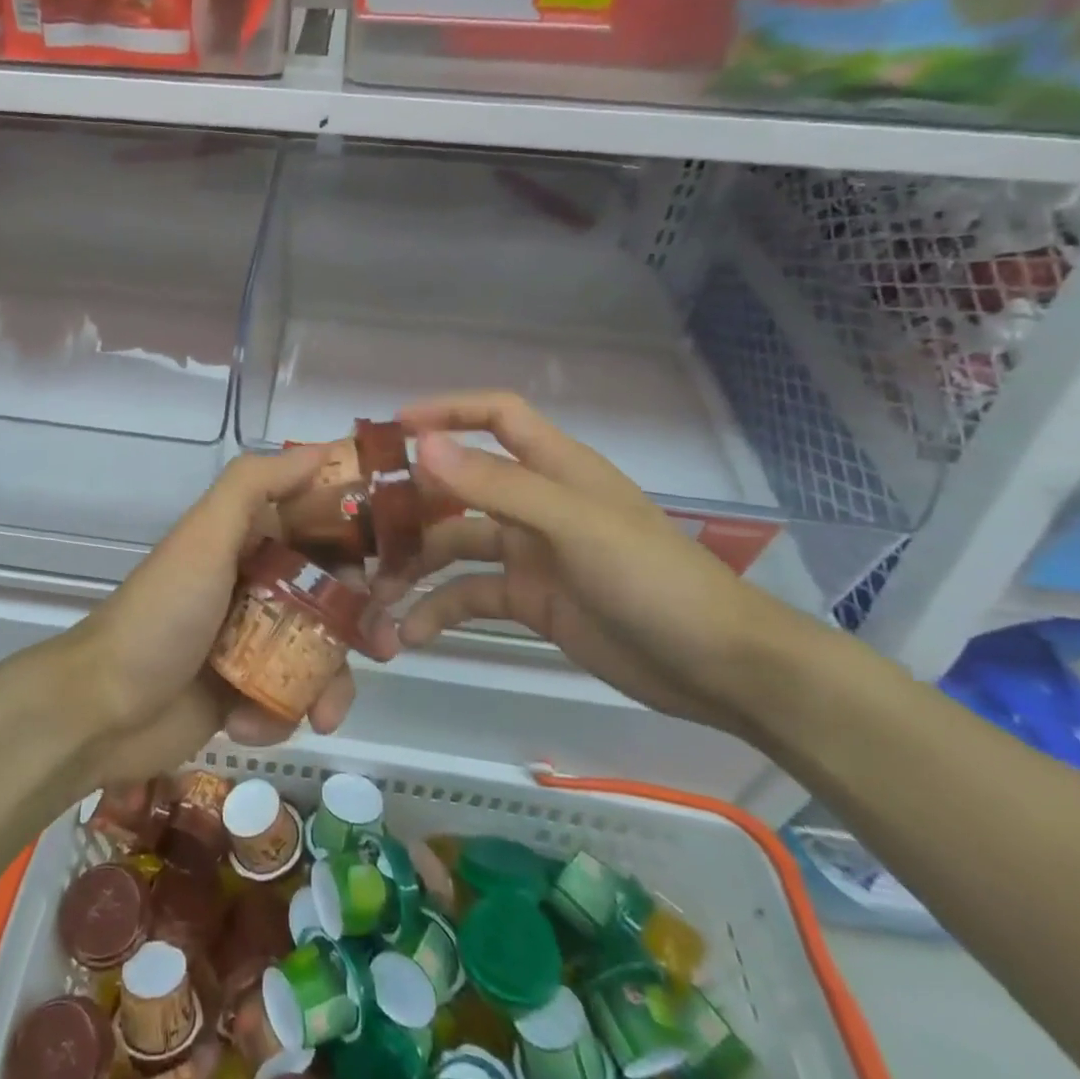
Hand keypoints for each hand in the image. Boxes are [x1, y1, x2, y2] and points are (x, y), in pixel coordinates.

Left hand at [69, 445, 358, 784]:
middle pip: (330, 592)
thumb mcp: (204, 537)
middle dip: (360, 618)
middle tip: (385, 642)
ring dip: (331, 682)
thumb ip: (254, 485)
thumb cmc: (161, 615)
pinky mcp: (245, 691)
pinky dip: (284, 713)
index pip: (318, 523)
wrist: (100, 710)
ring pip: (319, 651)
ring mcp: (251, 639)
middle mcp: (254, 582)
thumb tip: (321, 448)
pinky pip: (290, 697)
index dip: (361, 537)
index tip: (400, 559)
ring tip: (328, 712)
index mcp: (247, 539)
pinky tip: (253, 726)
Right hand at [366, 391, 812, 736]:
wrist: (718, 668)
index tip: (394, 429)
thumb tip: (423, 443)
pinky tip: (410, 635)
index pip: (496, 416)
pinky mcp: (529, 601)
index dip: (449, 410)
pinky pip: (470, 597)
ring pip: (455, 546)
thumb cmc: (651, 579)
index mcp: (554, 468)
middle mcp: (535, 503)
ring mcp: (530, 554)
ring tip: (376, 595)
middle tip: (361, 526)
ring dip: (415, 568)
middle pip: (459, 486)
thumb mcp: (572, 525)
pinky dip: (439, 612)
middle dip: (412, 504)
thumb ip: (497, 485)